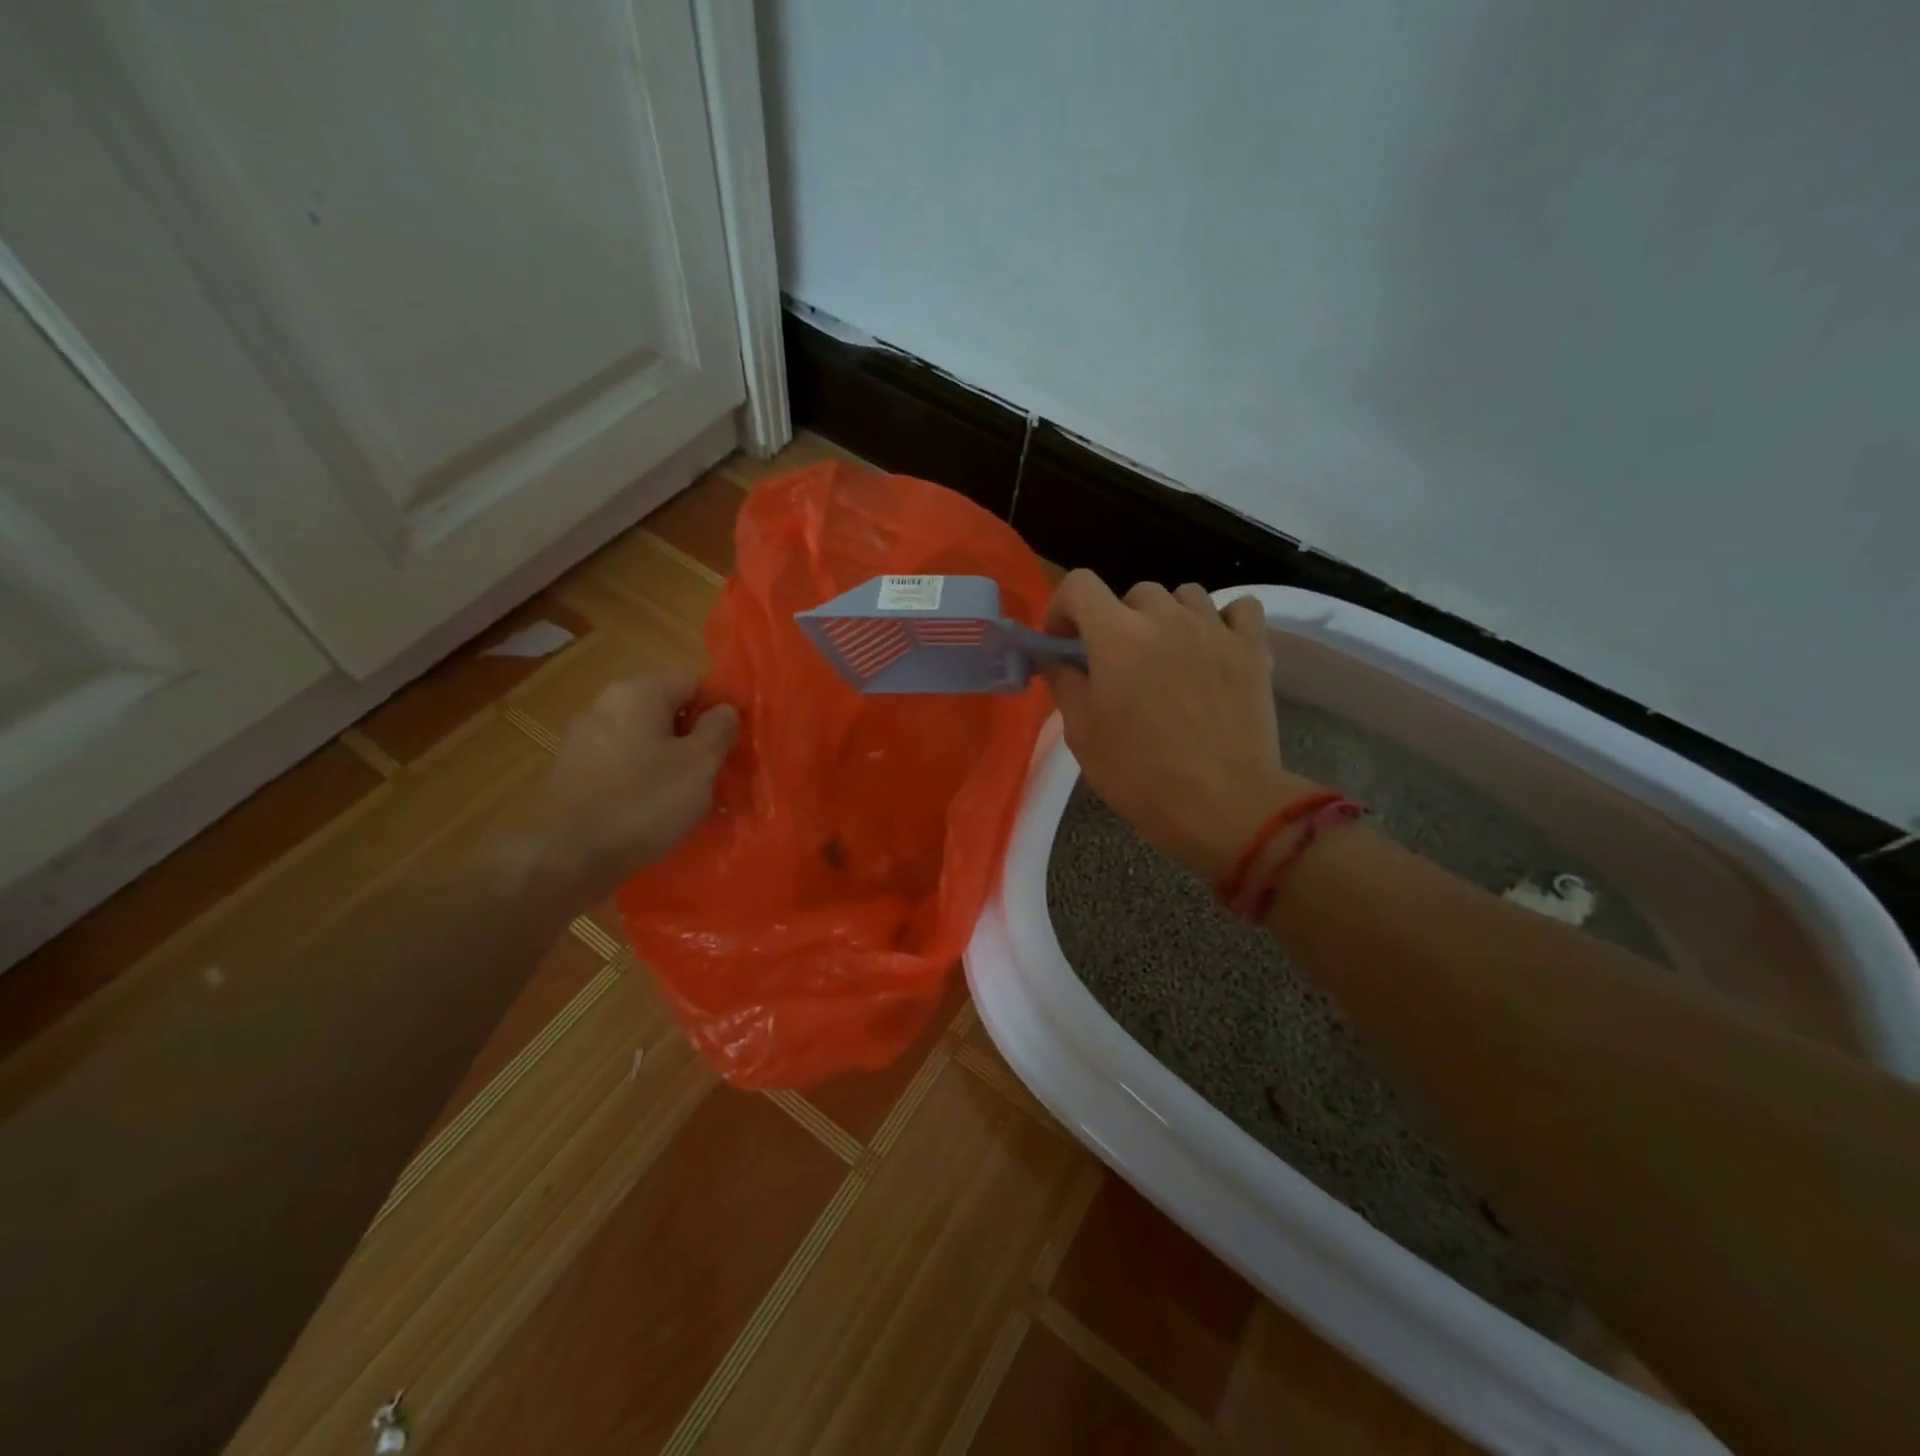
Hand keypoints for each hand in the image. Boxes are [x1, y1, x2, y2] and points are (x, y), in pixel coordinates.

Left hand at [507, 673, 737, 899]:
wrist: (568, 857)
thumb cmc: (645, 802)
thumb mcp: (700, 764)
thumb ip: (719, 729)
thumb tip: (725, 709)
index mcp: (639, 692)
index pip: (694, 683)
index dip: (719, 711)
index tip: (732, 745)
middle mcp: (606, 704)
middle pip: (666, 710)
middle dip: (693, 738)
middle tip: (714, 773)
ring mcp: (584, 738)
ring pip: (644, 739)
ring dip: (668, 761)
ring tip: (686, 797)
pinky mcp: (572, 771)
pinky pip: (621, 764)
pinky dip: (641, 779)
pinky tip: (651, 810)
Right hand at [1040, 572, 1311, 881]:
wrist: (1223, 805)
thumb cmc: (1141, 774)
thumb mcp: (1083, 734)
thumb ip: (1065, 684)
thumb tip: (1058, 658)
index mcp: (1117, 636)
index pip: (1079, 585)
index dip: (1063, 607)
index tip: (1064, 641)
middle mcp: (1166, 618)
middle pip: (1133, 593)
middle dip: (1116, 621)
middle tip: (1118, 664)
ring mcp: (1215, 630)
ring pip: (1185, 595)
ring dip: (1167, 617)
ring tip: (1167, 656)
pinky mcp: (1253, 649)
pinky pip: (1239, 609)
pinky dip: (1223, 620)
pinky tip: (1214, 647)